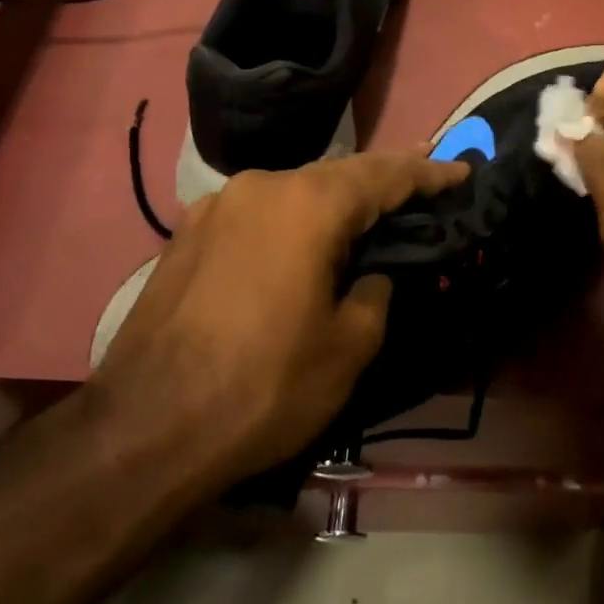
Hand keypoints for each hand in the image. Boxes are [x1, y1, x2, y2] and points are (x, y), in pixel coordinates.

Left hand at [89, 151, 469, 483]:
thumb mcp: (348, 348)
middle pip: (339, 173)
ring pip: (295, 189)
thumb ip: (375, 293)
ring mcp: (216, 207)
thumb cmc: (262, 388)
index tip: (461, 172)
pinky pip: (259, 211)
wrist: (142, 431)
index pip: (385, 175)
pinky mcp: (187, 234)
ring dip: (336, 200)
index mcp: (307, 205)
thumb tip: (369, 274)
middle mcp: (261, 187)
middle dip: (384, 180)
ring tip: (368, 211)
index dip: (429, 173)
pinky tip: (303, 239)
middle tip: (423, 185)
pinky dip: (294, 218)